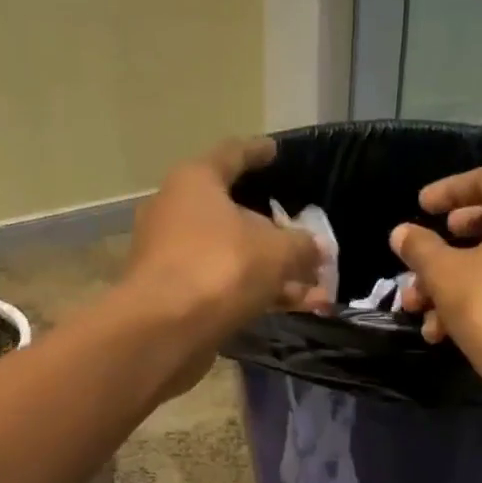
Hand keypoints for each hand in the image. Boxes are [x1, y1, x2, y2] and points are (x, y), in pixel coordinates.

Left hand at [124, 138, 331, 343]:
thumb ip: (301, 246)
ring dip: (274, 271)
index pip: (232, 154)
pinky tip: (294, 308)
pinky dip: (256, 292)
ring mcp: (173, 256)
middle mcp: (177, 212)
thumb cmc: (220, 268)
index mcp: (196, 183)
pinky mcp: (175, 294)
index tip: (275, 151)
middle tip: (307, 240)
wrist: (163, 330)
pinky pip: (224, 285)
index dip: (257, 152)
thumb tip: (316, 249)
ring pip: (234, 256)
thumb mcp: (277, 252)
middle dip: (276, 232)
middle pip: (234, 213)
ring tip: (318, 289)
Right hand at [391, 164, 481, 374]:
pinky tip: (443, 333)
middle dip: (448, 245)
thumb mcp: (444, 273)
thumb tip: (402, 233)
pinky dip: (480, 302)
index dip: (450, 189)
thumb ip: (420, 247)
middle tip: (423, 253)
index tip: (421, 206)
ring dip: (454, 282)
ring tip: (419, 307)